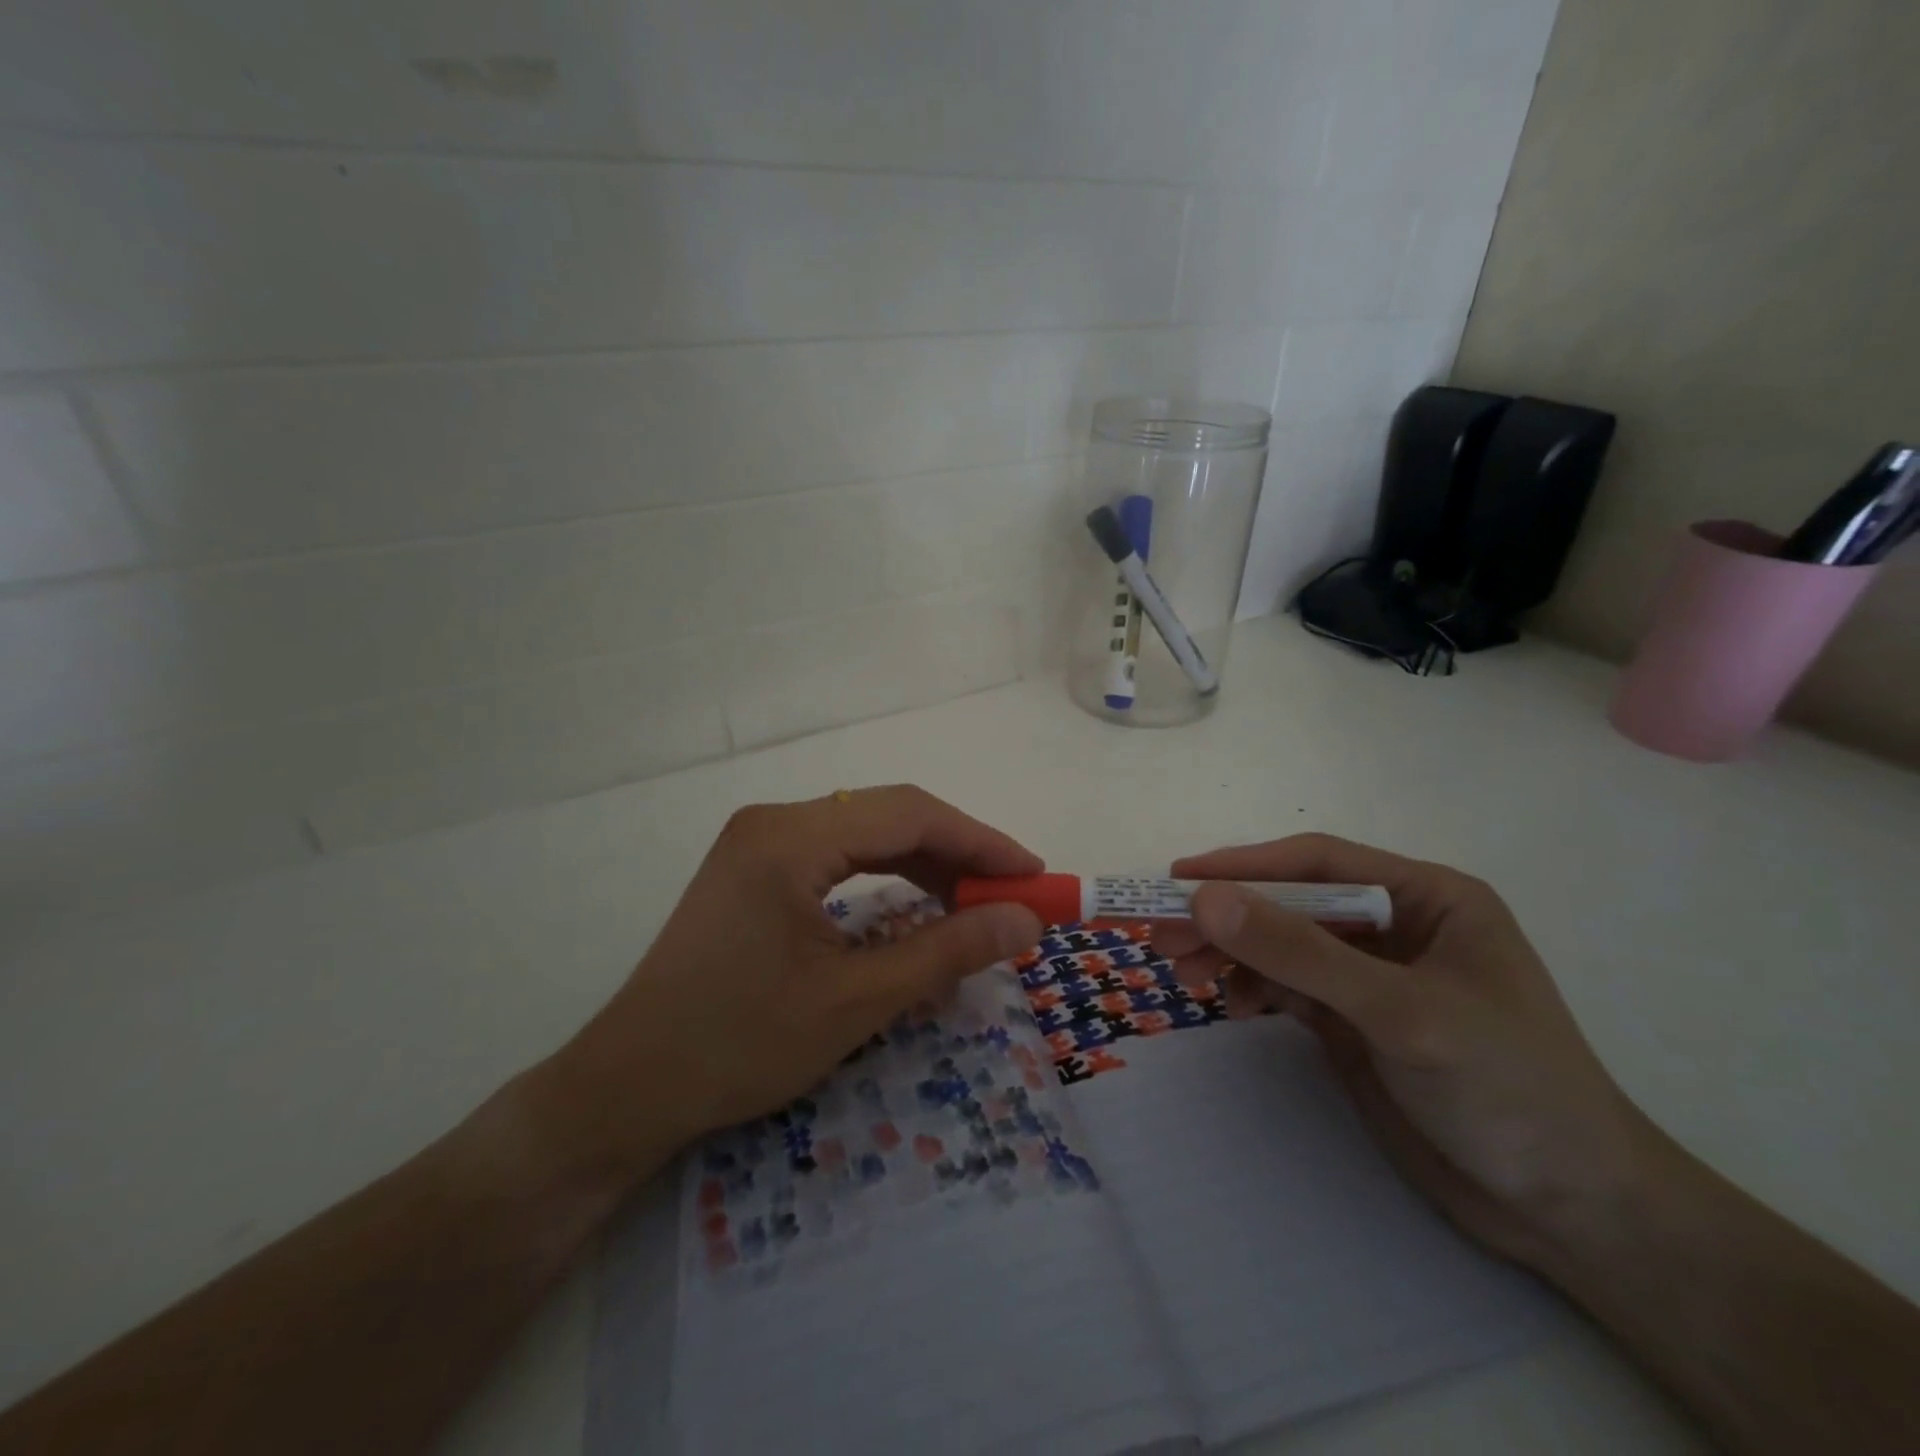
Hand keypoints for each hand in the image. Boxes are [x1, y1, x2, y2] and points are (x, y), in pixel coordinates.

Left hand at [528, 787, 1044, 1184]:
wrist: (628, 1086)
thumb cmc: (740, 1044)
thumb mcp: (856, 1000)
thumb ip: (947, 951)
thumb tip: (1026, 920)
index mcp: (791, 838)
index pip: (909, 815)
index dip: (981, 841)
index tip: (1033, 874)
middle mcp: (773, 821)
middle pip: (888, 814)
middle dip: (957, 850)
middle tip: (1009, 893)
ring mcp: (757, 841)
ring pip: (864, 831)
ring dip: (923, 860)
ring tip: (972, 900)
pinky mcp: (752, 868)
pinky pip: (836, 852)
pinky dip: (885, 873)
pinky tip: (913, 900)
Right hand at [1153, 834, 1646, 1267]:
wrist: (1568, 1212)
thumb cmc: (1505, 1089)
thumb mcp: (1399, 1011)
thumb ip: (1300, 952)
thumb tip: (1204, 900)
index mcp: (1427, 897)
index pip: (1317, 863)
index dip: (1244, 865)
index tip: (1178, 880)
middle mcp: (1396, 924)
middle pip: (1291, 903)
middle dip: (1228, 918)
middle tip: (1162, 937)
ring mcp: (1372, 974)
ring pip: (1282, 944)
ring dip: (1231, 954)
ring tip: (1183, 975)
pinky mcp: (1354, 1019)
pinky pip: (1287, 985)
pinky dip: (1254, 989)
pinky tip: (1237, 1007)